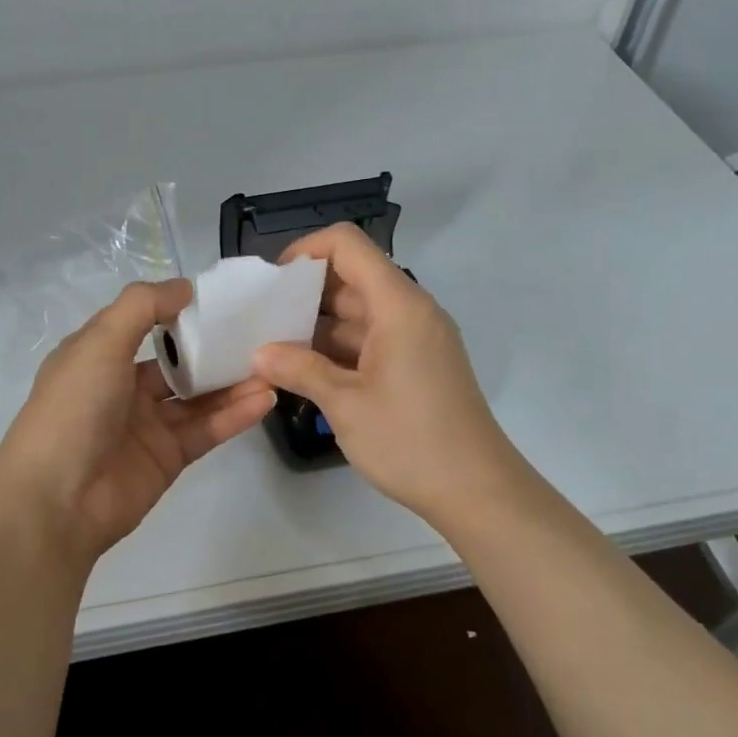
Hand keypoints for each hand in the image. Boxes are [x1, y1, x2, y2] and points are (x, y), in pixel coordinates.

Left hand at [0, 279, 275, 567]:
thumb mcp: (100, 342)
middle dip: (215, 349)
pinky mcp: (169, 458)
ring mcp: (147, 425)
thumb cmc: (74, 408)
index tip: (222, 299)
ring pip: (198, 397)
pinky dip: (235, 414)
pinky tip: (265, 398)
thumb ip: (143, 306)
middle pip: (178, 362)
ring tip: (273, 365)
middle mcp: (122, 387)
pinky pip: (207, 429)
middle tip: (261, 333)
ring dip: (233, 382)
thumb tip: (185, 287)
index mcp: (98, 355)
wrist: (57, 500)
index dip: (180, 311)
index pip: (145, 323)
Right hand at [252, 224, 528, 527]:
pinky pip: (372, 339)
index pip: (347, 245)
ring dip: (318, 326)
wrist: (477, 491)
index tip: (272, 284)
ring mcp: (417, 338)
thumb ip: (300, 369)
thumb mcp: (345, 404)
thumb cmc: (410, 440)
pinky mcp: (418, 364)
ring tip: (273, 348)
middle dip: (305, 293)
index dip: (305, 251)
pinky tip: (306, 370)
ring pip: (359, 312)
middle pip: (352, 278)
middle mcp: (411, 311)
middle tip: (262, 320)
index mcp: (399, 305)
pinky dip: (339, 348)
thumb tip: (259, 354)